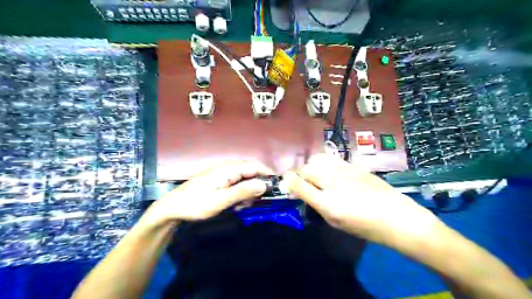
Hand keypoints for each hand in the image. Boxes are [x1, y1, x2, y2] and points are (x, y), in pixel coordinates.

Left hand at [145, 161, 271, 225]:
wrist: (173, 207)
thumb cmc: (197, 204)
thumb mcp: (221, 200)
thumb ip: (243, 191)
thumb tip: (264, 184)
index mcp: (228, 169)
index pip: (254, 166)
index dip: (267, 174)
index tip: (276, 186)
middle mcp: (227, 168)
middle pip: (250, 172)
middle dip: (257, 186)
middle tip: (256, 201)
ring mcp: (222, 174)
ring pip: (244, 179)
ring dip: (248, 191)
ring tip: (242, 206)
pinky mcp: (219, 181)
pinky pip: (236, 184)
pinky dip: (240, 193)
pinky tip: (235, 204)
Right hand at [283, 154, 440, 244]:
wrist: (396, 216)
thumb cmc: (365, 227)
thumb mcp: (336, 222)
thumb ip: (317, 205)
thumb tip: (305, 192)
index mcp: (326, 203)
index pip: (298, 185)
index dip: (288, 181)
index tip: (286, 180)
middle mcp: (332, 183)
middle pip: (306, 169)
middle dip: (299, 173)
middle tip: (303, 180)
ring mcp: (343, 171)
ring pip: (317, 158)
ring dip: (311, 165)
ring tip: (316, 172)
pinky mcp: (353, 165)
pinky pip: (332, 157)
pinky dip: (324, 161)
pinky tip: (329, 168)